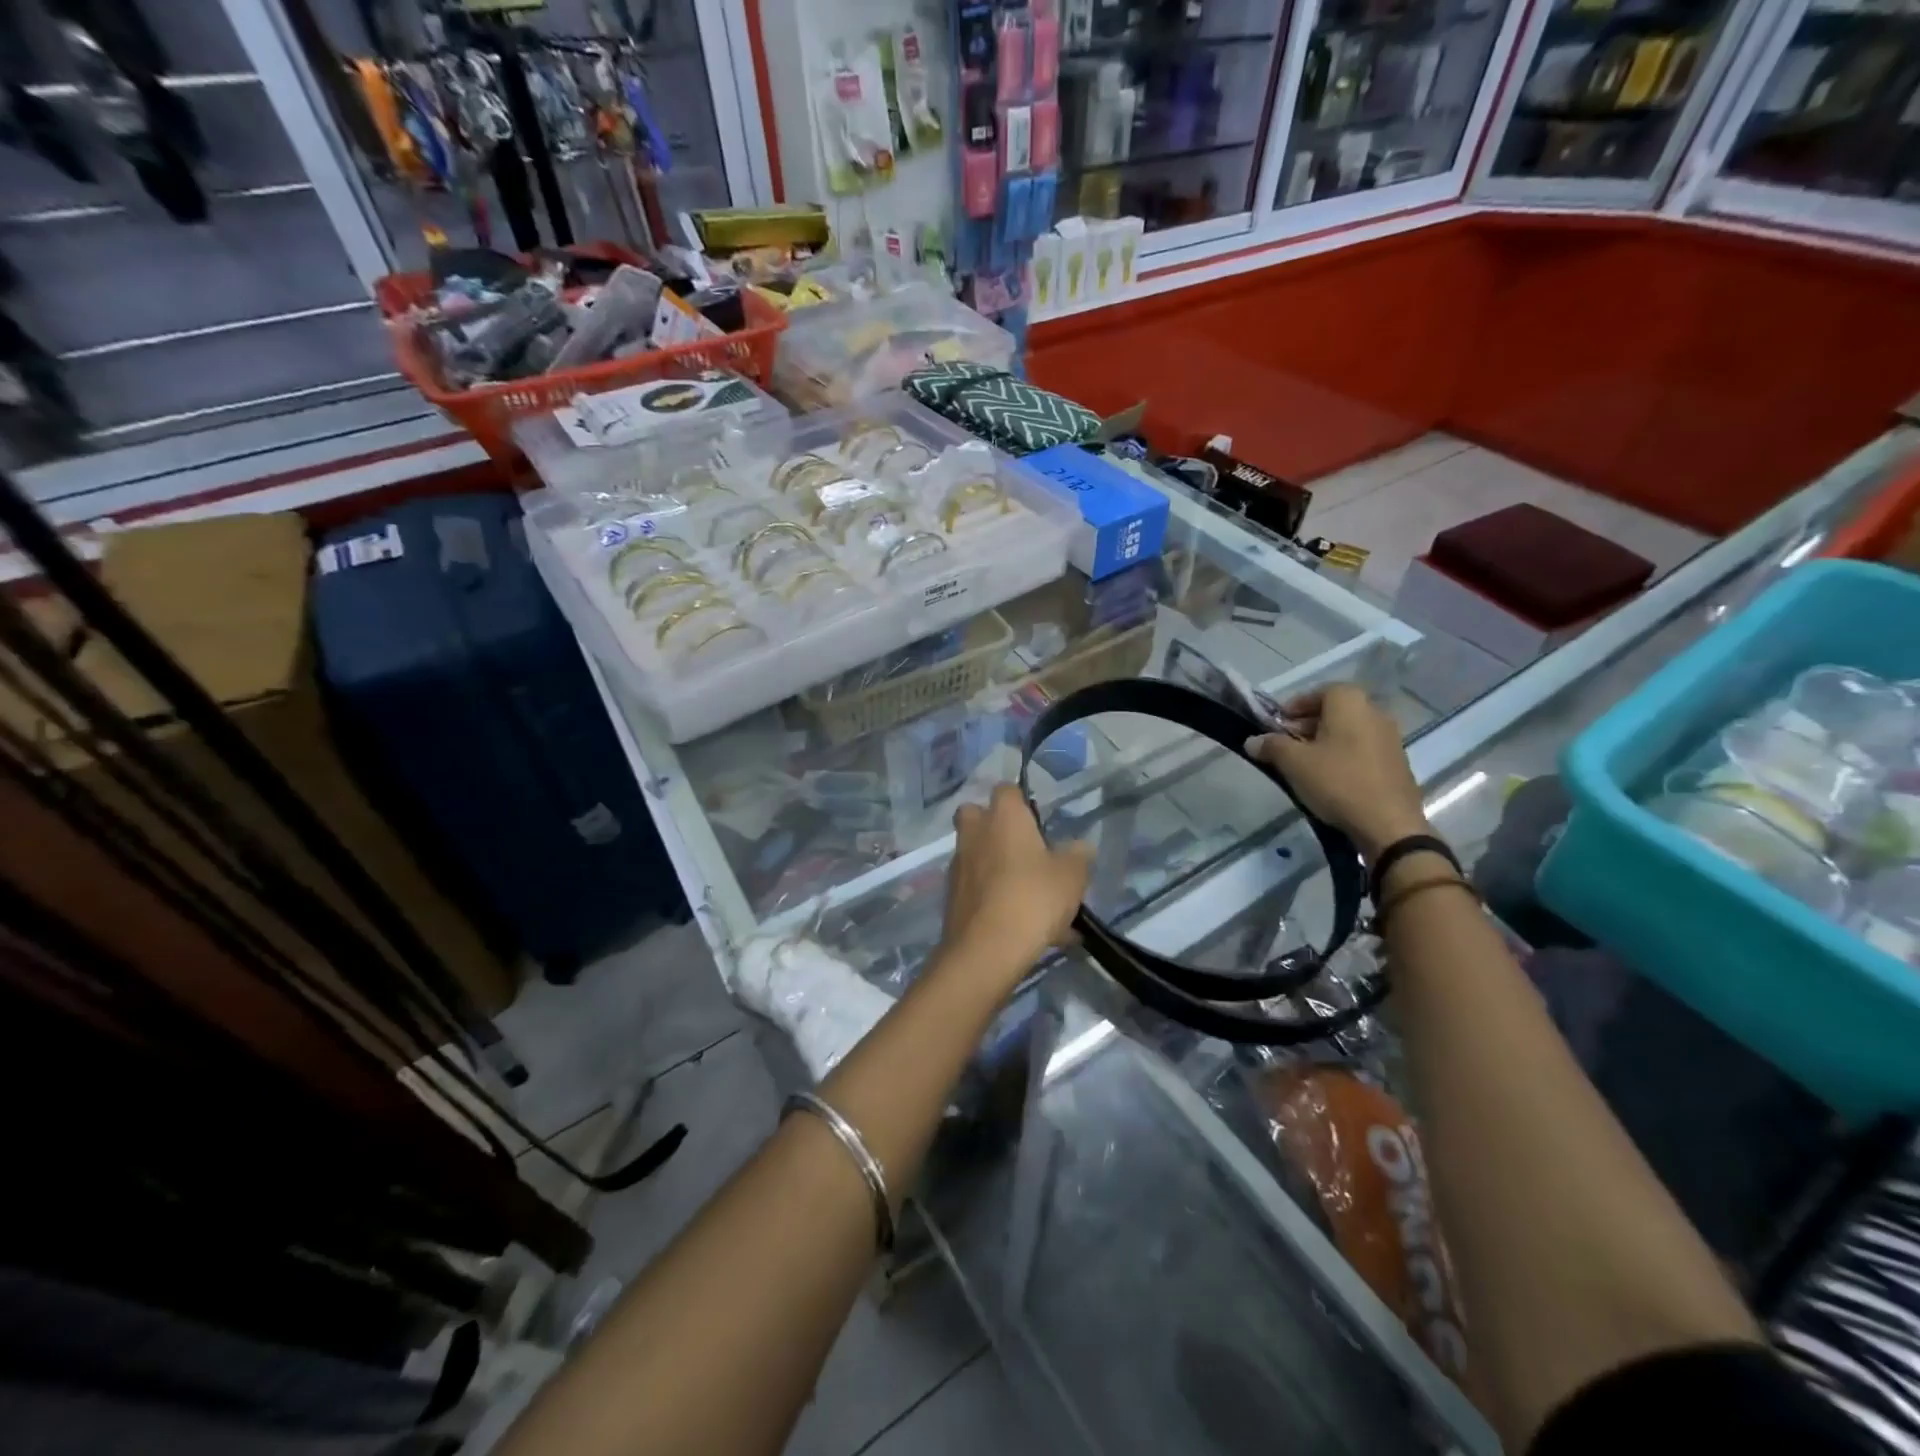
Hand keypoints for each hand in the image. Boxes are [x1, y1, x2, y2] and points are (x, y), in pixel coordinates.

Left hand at [942, 784, 1093, 976]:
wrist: (986, 949)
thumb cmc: (1033, 898)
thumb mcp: (1072, 876)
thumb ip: (1077, 855)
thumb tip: (1079, 847)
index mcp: (1003, 816)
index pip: (1007, 790)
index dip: (1022, 802)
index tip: (1039, 823)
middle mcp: (975, 833)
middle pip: (977, 816)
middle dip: (996, 828)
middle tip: (1025, 851)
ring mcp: (959, 865)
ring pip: (978, 856)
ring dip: (998, 868)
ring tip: (1034, 901)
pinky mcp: (952, 898)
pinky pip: (979, 889)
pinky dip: (995, 899)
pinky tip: (1024, 927)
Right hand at [1245, 683, 1428, 860]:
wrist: (1388, 824)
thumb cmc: (1337, 782)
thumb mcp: (1294, 763)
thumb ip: (1271, 746)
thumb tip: (1252, 741)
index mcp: (1350, 703)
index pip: (1318, 691)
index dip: (1294, 706)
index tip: (1277, 725)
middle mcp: (1375, 712)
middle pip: (1335, 710)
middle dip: (1307, 724)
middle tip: (1287, 745)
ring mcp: (1390, 738)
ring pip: (1349, 730)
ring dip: (1326, 741)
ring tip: (1305, 764)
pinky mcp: (1397, 762)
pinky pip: (1363, 749)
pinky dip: (1344, 755)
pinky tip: (1330, 778)